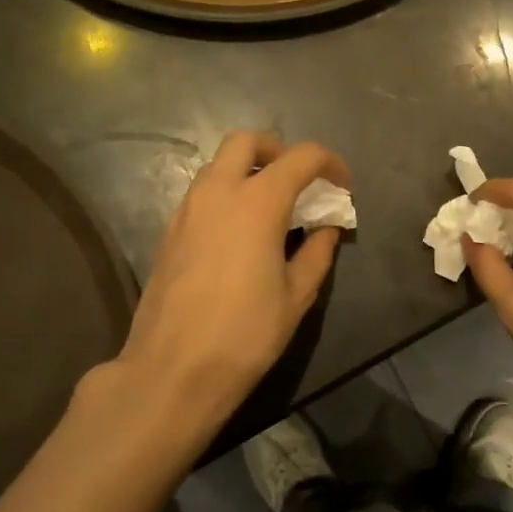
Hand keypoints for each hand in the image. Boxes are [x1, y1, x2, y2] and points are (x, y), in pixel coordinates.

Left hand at [101, 131, 348, 427]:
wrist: (172, 371)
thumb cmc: (245, 333)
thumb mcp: (296, 295)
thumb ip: (317, 251)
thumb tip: (326, 227)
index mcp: (257, 201)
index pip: (301, 157)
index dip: (330, 164)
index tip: (342, 187)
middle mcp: (218, 192)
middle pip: (247, 141)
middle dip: (280, 150)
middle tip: (300, 182)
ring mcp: (187, 209)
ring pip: (219, 164)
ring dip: (250, 170)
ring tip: (273, 208)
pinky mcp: (169, 231)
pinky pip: (203, 192)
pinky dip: (228, 193)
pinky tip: (242, 233)